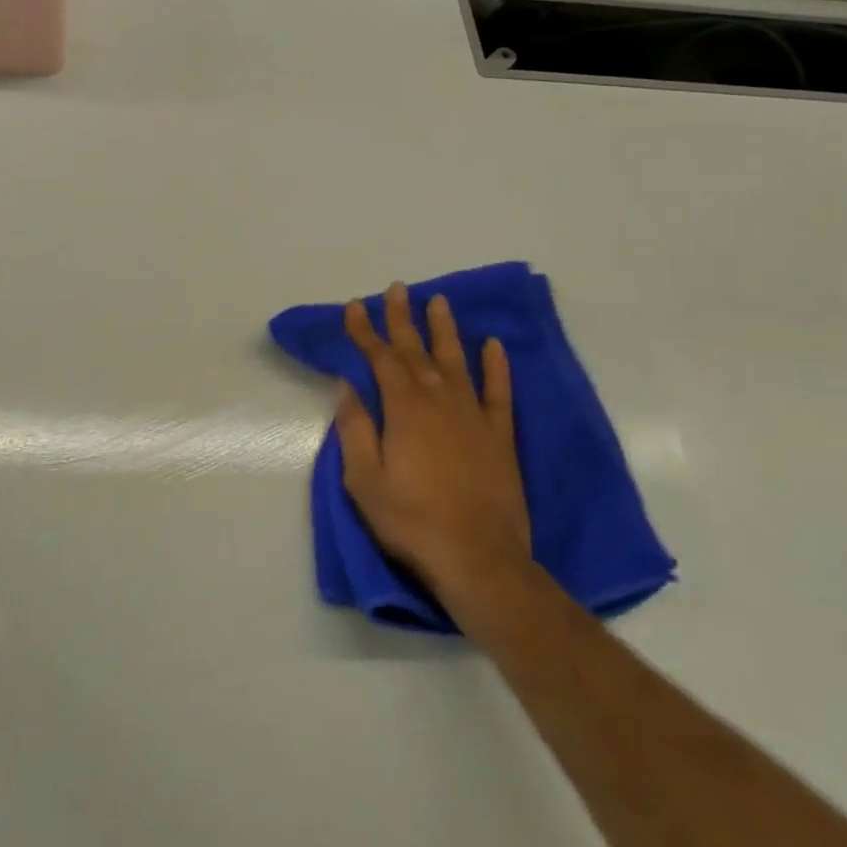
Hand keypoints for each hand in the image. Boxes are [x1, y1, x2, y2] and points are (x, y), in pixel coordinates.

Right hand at [336, 284, 530, 616]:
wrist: (478, 558)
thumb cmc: (411, 520)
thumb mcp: (364, 479)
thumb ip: (355, 428)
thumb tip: (347, 387)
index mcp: (403, 409)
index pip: (380, 358)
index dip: (366, 331)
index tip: (355, 307)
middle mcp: (439, 401)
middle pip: (417, 350)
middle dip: (402, 318)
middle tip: (396, 288)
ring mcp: (473, 416)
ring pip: (457, 360)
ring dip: (445, 329)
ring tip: (438, 300)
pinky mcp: (500, 436)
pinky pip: (498, 392)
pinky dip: (496, 367)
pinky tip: (493, 345)